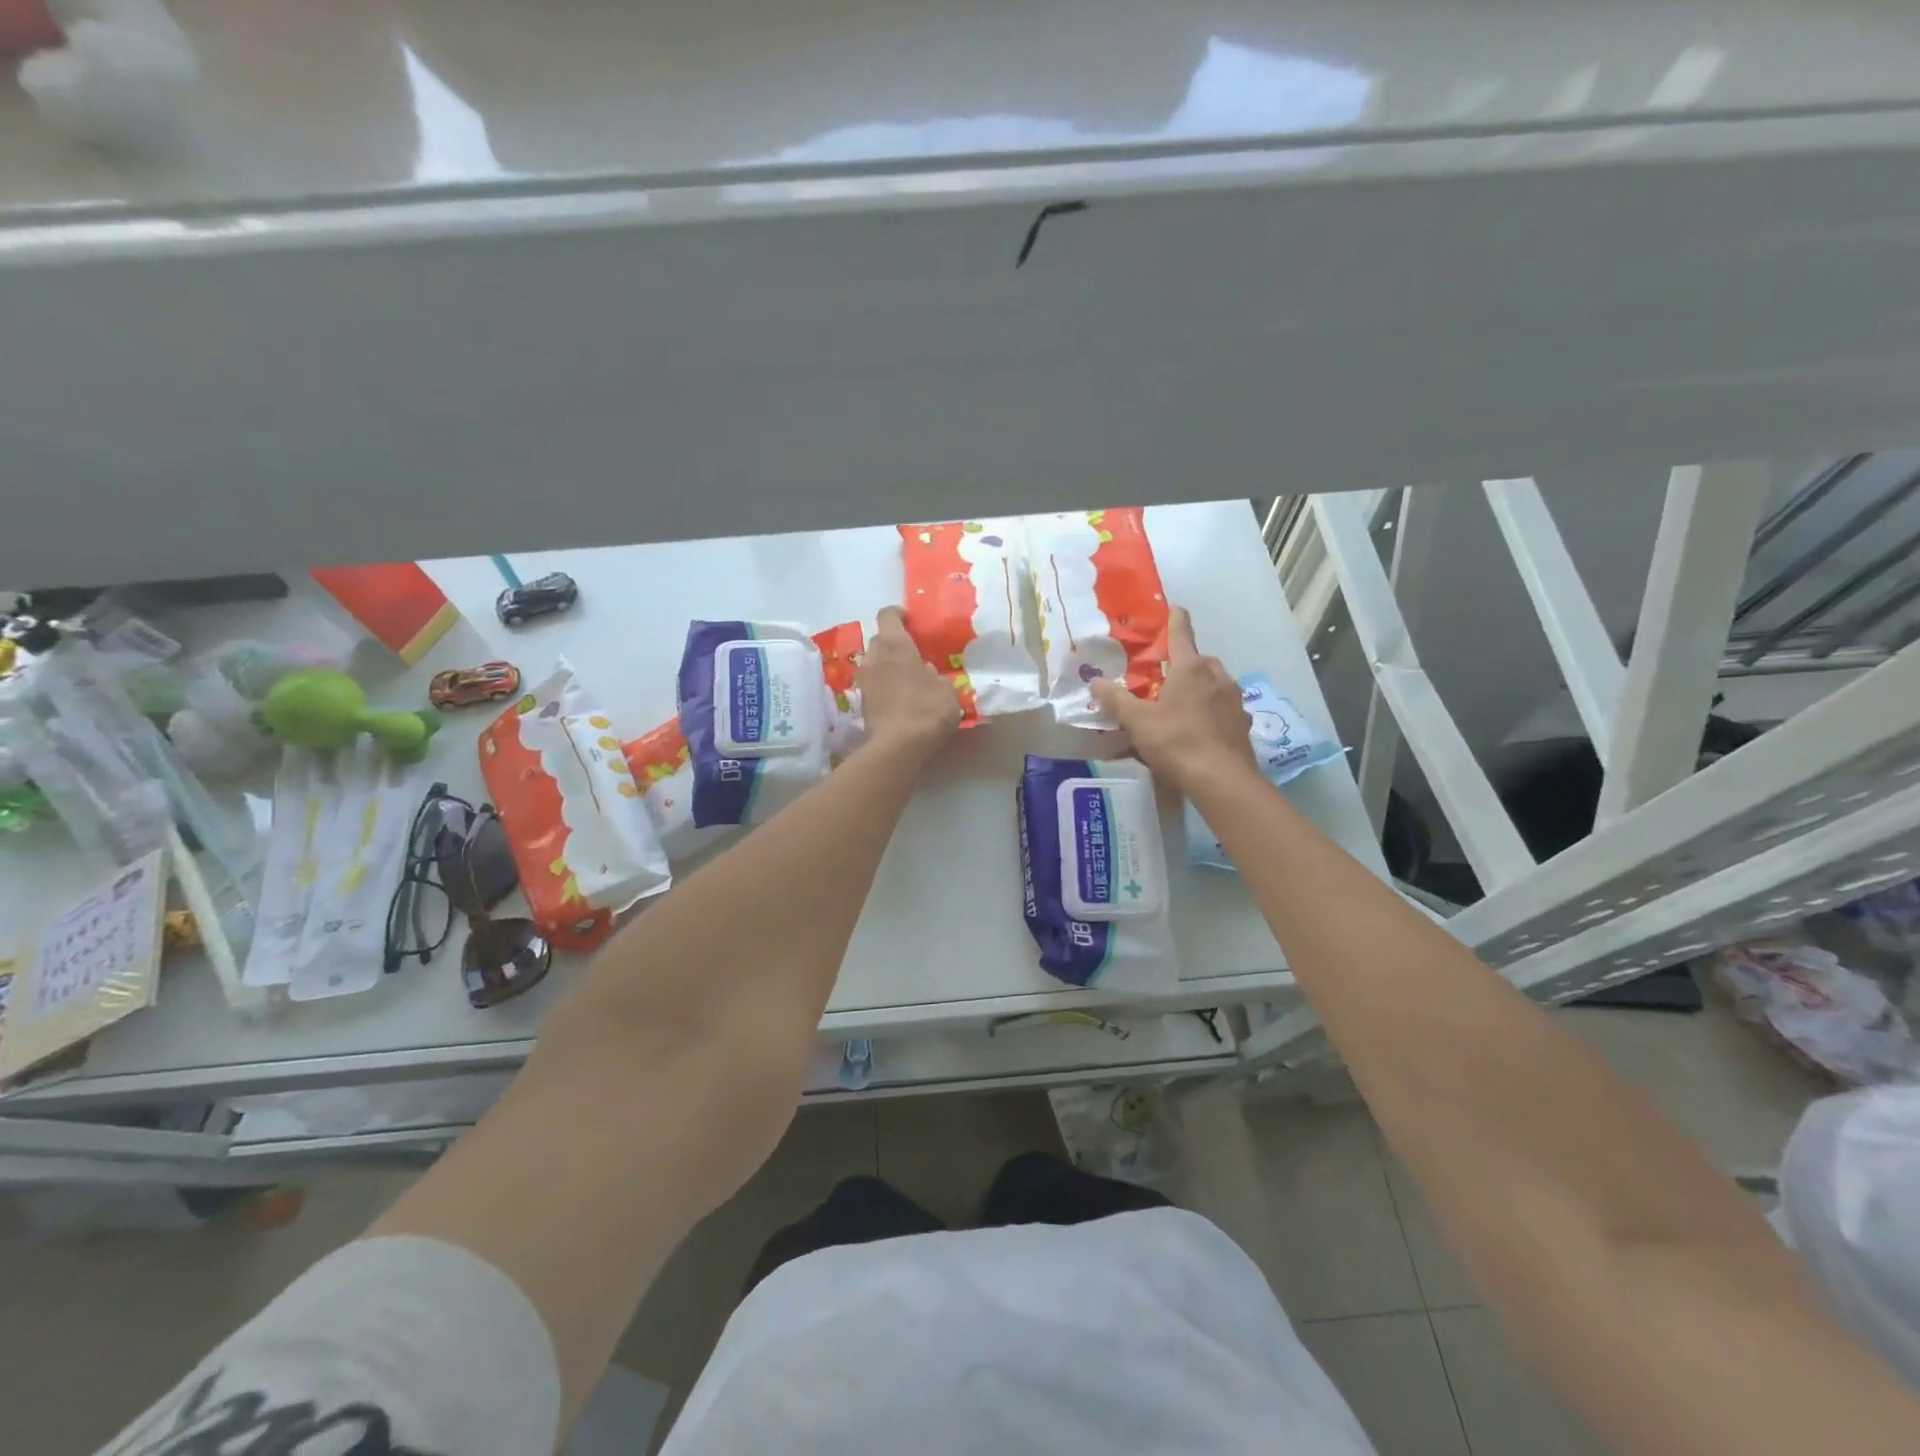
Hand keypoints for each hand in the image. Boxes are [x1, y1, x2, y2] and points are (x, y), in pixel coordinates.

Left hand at [857, 606, 961, 759]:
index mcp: (895, 646)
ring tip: (907, 679)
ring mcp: (864, 681)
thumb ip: (933, 674)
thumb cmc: (927, 709)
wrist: (897, 747)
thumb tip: (923, 671)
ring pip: (874, 663)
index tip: (911, 621)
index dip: (899, 614)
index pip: (888, 615)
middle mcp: (874, 658)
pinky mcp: (861, 703)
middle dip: (893, 643)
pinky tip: (900, 698)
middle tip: (913, 654)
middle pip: (879, 640)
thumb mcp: (946, 688)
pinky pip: (874, 685)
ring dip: (887, 666)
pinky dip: (884, 686)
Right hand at [1090, 606, 1256, 791]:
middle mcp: (1217, 677)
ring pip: (1215, 684)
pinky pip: (1224, 708)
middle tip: (1168, 674)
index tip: (1176, 608)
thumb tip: (1094, 681)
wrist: (1221, 779)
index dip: (1176, 620)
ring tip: (1183, 703)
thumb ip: (1116, 700)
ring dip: (1201, 687)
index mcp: (1191, 669)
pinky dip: (1213, 711)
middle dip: (1186, 662)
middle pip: (1200, 660)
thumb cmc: (1176, 741)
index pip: (1181, 635)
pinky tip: (1202, 727)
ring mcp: (1234, 700)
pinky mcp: (1242, 723)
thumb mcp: (1137, 721)